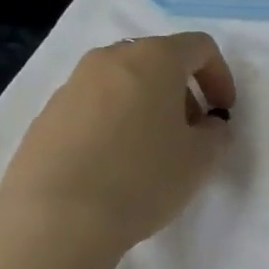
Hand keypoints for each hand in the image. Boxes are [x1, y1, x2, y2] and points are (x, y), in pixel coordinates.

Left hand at [0, 32, 235, 257]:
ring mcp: (72, 86)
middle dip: (181, 92)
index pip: (200, 47)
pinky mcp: (45, 117)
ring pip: (122, 83)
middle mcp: (110, 59)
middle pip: (158, 61)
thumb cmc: (141, 178)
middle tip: (190, 133)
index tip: (222, 113)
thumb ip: (216, 134)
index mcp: (153, 58)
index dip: (221, 76)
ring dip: (145, 107)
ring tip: (150, 153)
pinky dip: (112, 124)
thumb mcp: (201, 159)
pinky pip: (92, 108)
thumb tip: (207, 126)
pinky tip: (112, 167)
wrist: (53, 221)